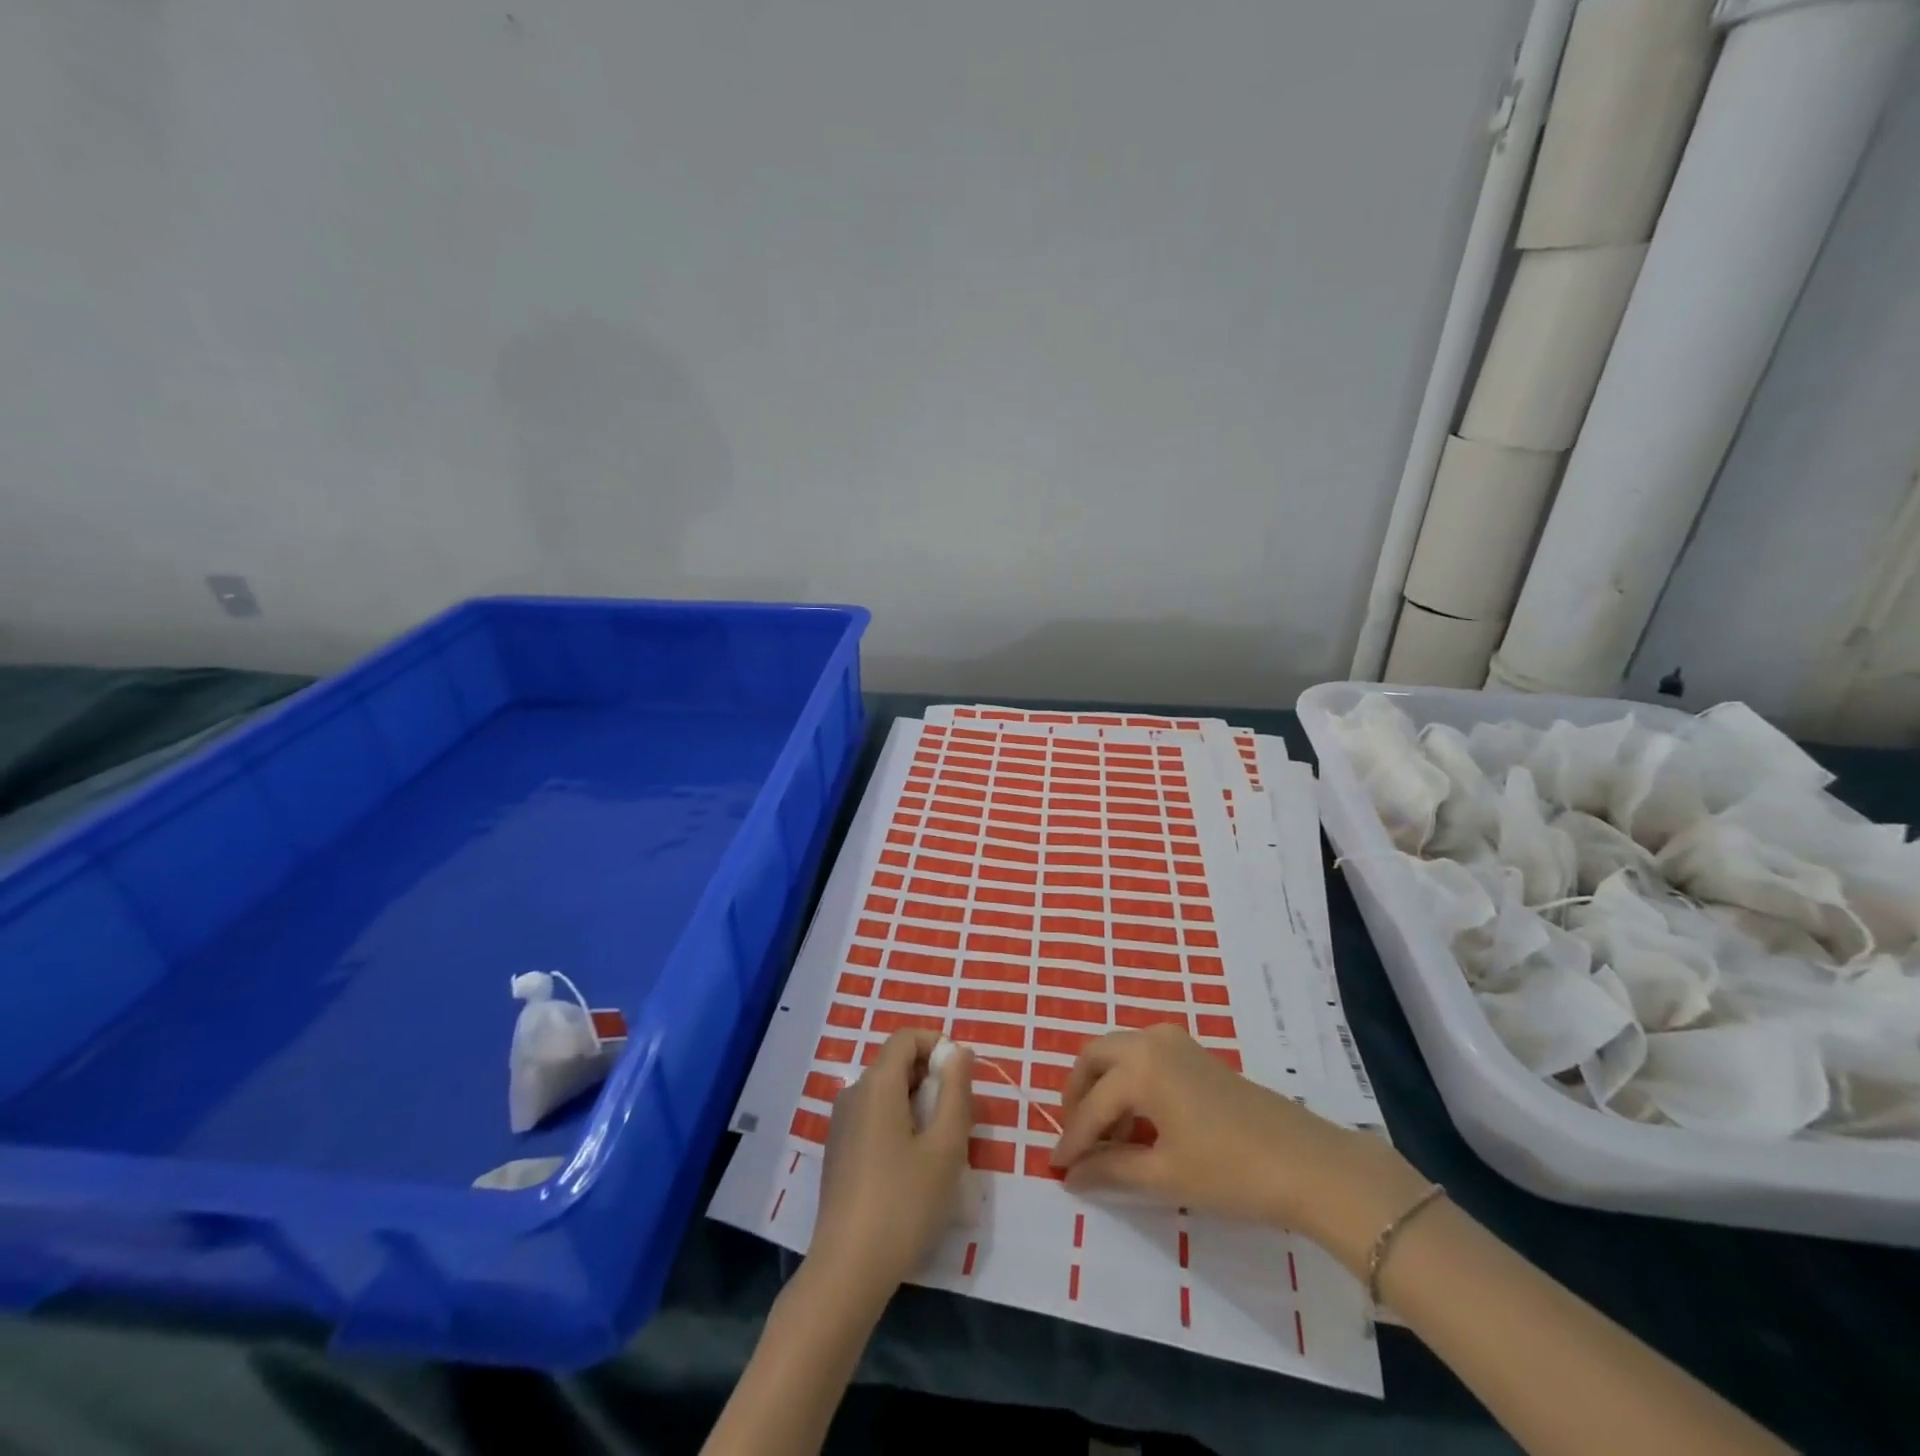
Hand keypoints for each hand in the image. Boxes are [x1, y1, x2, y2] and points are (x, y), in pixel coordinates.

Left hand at [808, 1030, 973, 1299]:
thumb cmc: (904, 1203)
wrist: (847, 1270)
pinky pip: (873, 1117)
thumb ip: (956, 1092)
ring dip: (917, 1104)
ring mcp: (841, 1123)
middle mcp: (853, 1093)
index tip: (962, 1076)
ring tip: (940, 1146)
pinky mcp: (838, 1151)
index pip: (907, 1038)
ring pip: (886, 1093)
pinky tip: (913, 1167)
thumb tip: (959, 1052)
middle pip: (896, 1064)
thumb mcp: (945, 1147)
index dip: (937, 1045)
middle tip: (959, 1117)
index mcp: (877, 1084)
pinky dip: (898, 1123)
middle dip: (931, 1078)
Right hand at [1050, 1026, 1428, 1266]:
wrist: (1308, 1163)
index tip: (1057, 1167)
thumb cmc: (1231, 1170)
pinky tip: (1140, 1123)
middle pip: (1095, 1056)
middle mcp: (1151, 1041)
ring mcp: (1175, 1042)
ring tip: (1109, 1138)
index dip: (1072, 1138)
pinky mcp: (1194, 1053)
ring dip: (1104, 1087)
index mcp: (1140, 1067)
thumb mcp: (1165, 1175)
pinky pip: (1144, 1057)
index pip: (1091, 1104)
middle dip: (1078, 1094)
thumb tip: (1072, 1175)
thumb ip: (1111, 1169)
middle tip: (1075, 1136)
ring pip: (1119, 1053)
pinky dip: (1129, 1082)